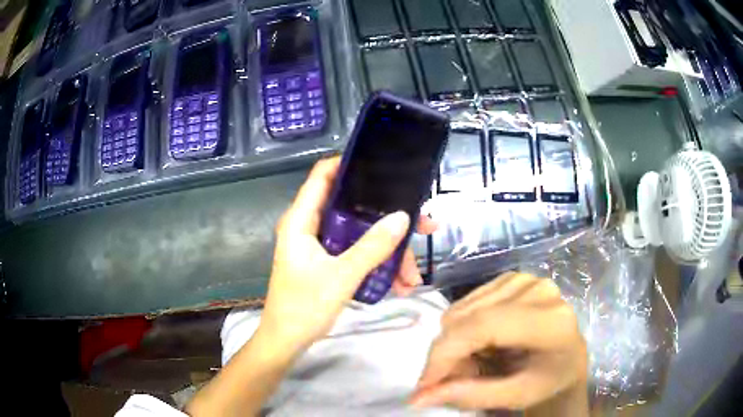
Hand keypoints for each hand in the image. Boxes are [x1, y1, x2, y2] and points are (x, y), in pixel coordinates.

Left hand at [257, 157, 437, 355]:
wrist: (287, 341)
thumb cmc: (304, 306)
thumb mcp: (342, 276)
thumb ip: (372, 246)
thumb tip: (403, 216)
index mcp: (302, 220)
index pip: (323, 175)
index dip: (349, 163)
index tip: (384, 166)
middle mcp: (311, 227)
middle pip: (354, 209)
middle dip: (389, 219)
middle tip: (424, 226)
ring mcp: (322, 246)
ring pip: (362, 236)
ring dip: (389, 252)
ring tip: (413, 276)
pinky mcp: (329, 263)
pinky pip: (359, 255)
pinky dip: (379, 266)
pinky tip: (399, 285)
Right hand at [411, 273, 587, 413]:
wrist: (566, 360)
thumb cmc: (548, 381)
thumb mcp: (516, 396)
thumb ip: (472, 395)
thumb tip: (420, 396)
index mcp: (550, 320)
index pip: (485, 325)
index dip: (447, 353)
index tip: (424, 385)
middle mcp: (538, 290)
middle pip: (468, 316)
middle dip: (448, 354)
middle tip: (451, 381)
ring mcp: (524, 279)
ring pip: (461, 309)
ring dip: (454, 343)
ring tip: (471, 364)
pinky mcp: (511, 278)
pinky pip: (467, 303)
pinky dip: (462, 329)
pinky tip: (479, 345)